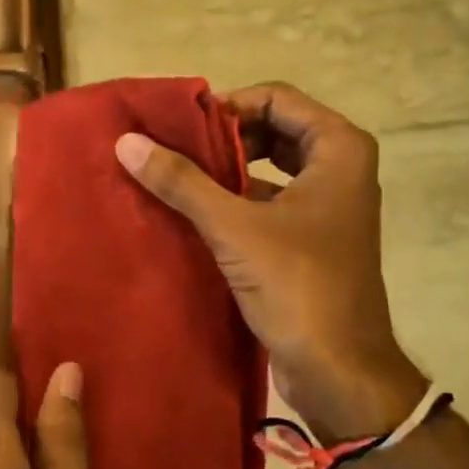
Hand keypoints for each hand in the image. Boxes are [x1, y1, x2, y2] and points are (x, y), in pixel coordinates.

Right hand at [115, 82, 425, 439]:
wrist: (340, 371)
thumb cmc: (298, 286)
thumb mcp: (234, 228)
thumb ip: (182, 182)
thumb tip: (127, 141)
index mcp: (339, 150)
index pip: (277, 98)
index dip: (229, 105)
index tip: (183, 128)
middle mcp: (341, 168)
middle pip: (275, 128)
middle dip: (226, 137)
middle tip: (178, 150)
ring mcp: (329, 205)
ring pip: (272, 167)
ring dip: (228, 169)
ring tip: (177, 177)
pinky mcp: (313, 238)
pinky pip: (271, 200)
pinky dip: (237, 200)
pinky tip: (195, 213)